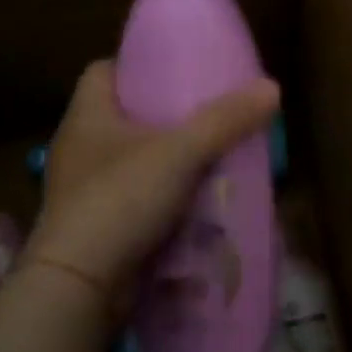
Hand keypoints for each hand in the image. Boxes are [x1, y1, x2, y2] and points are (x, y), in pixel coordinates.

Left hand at [25, 61, 279, 308]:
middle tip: (208, 115)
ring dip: (168, 162)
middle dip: (164, 116)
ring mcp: (85, 192)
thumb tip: (272, 87)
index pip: (103, 71)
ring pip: (133, 162)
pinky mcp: (97, 228)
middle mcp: (80, 149)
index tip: (176, 70)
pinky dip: (164, 201)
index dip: (137, 65)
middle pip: (124, 117)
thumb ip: (225, 120)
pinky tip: (198, 204)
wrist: (80, 286)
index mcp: (87, 117)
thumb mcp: (180, 152)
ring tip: (212, 158)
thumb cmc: (121, 199)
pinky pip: (136, 202)